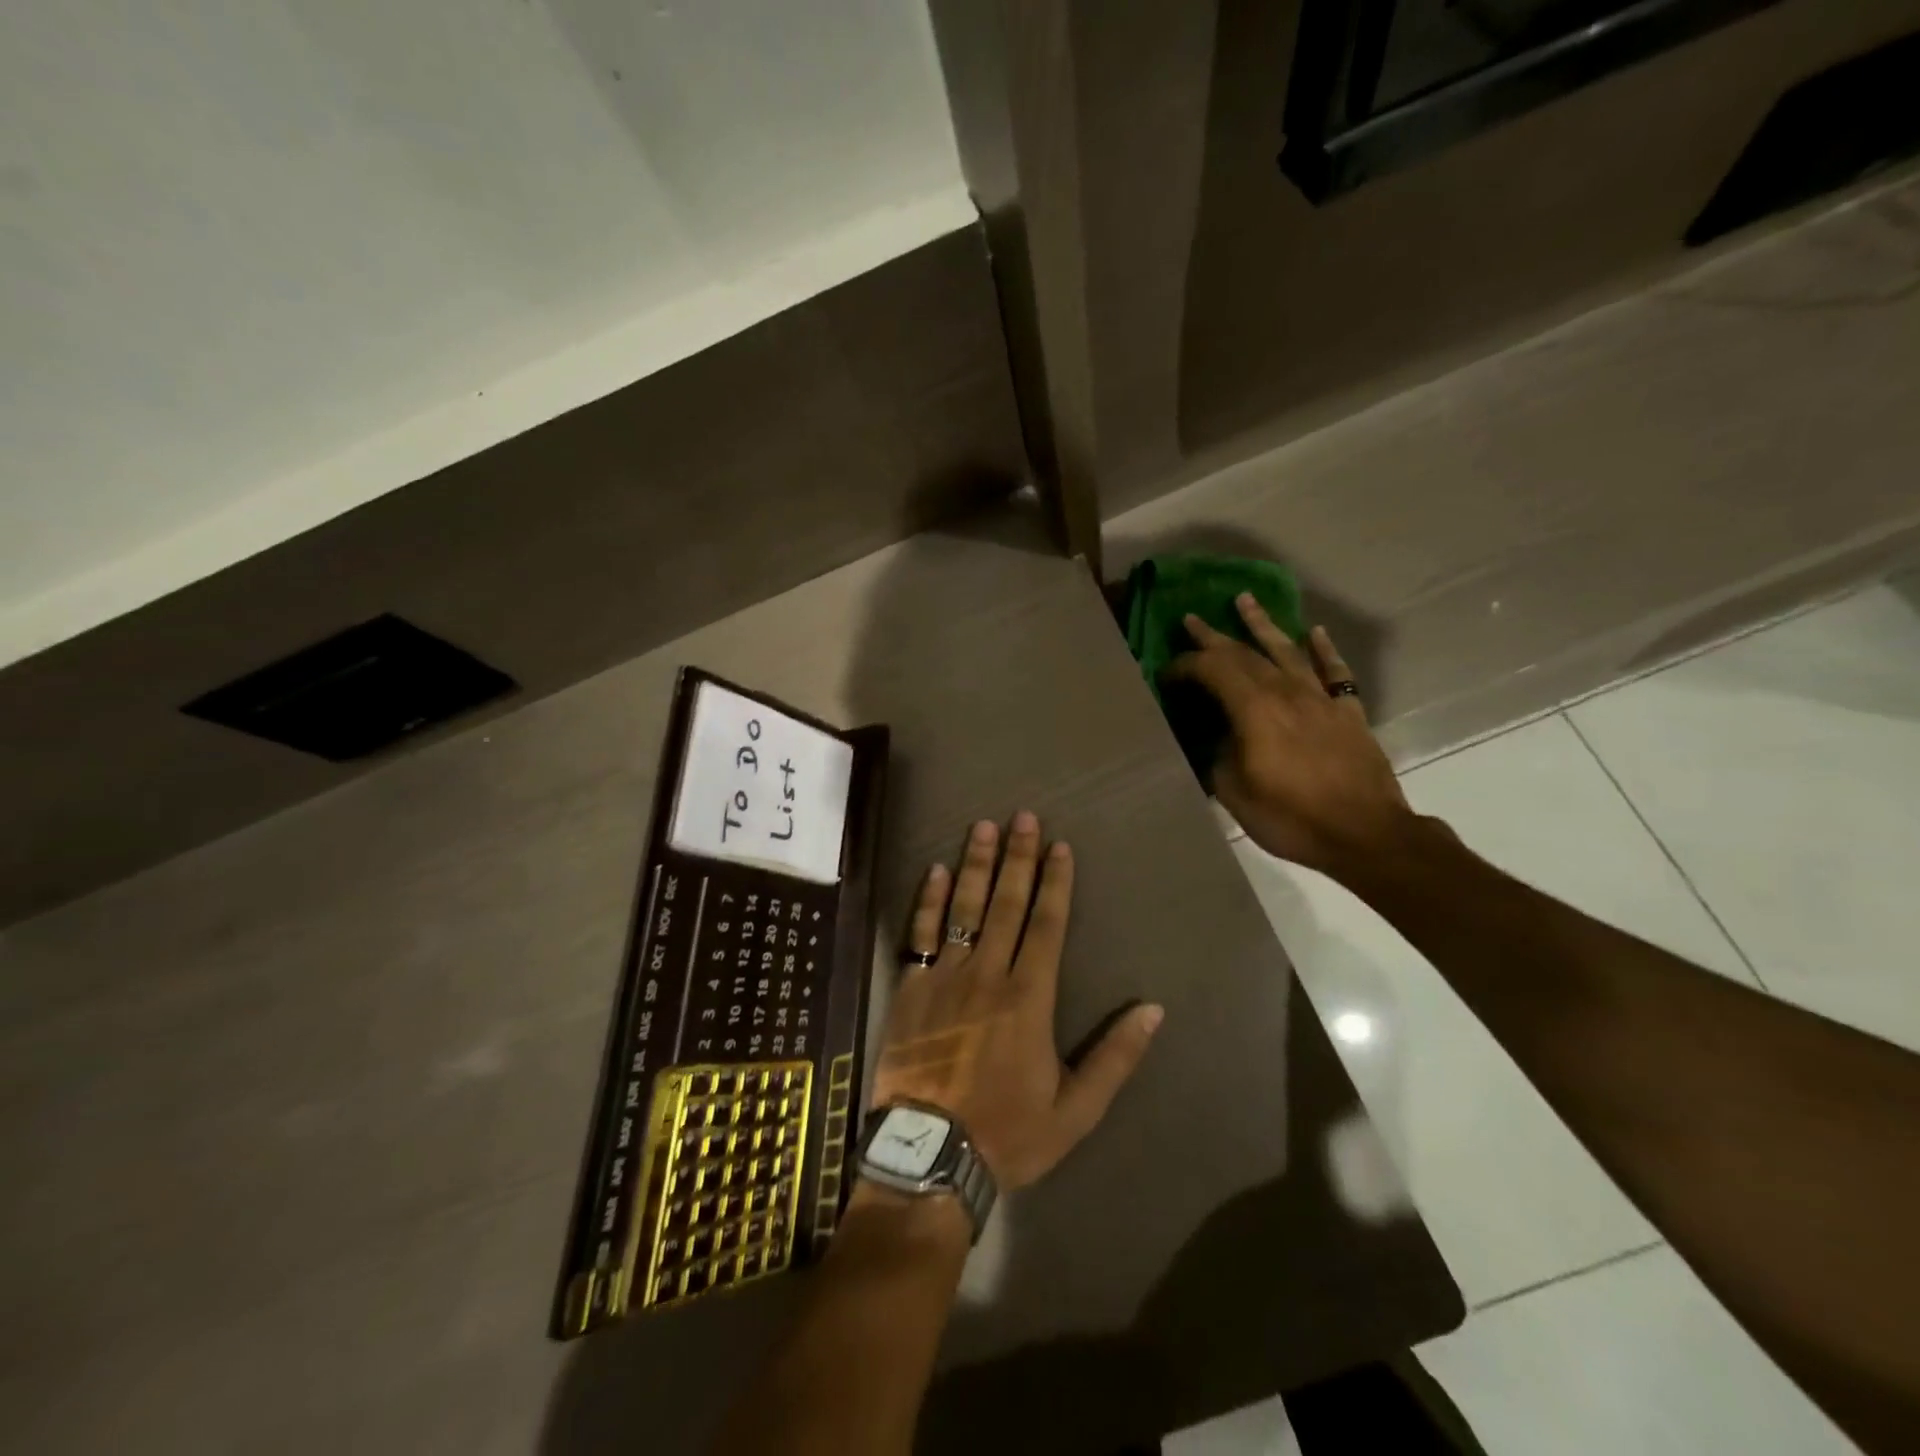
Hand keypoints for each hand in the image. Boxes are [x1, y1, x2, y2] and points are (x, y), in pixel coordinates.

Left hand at [872, 812, 1163, 1191]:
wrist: (929, 1156)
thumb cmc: (1007, 1133)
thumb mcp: (1075, 1109)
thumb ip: (1115, 1057)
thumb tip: (1153, 1009)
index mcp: (1029, 997)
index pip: (1046, 924)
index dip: (1055, 883)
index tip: (1059, 846)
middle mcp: (988, 973)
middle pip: (1007, 903)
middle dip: (1018, 858)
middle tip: (1023, 816)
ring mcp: (945, 976)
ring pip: (964, 908)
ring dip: (976, 865)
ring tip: (983, 827)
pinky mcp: (912, 987)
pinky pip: (921, 933)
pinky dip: (929, 900)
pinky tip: (935, 871)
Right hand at [1164, 595, 1414, 879]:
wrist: (1366, 834)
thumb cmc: (1292, 817)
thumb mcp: (1234, 793)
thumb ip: (1218, 756)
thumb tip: (1216, 738)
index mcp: (1254, 710)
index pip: (1212, 671)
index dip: (1185, 666)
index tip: (1166, 673)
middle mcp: (1286, 693)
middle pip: (1244, 654)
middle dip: (1213, 637)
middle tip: (1191, 619)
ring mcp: (1321, 699)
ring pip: (1287, 650)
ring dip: (1262, 625)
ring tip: (1244, 600)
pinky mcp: (1347, 712)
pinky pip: (1335, 671)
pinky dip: (1323, 649)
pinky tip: (1314, 632)